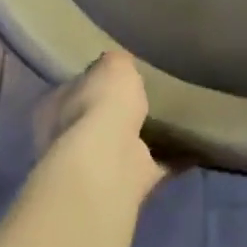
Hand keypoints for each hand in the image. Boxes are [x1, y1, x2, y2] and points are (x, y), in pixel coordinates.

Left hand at [34, 52, 169, 196]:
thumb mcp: (113, 65)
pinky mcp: (126, 182)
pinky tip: (193, 147)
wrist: (109, 159)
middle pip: (96, 121)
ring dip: (144, 139)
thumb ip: (117, 63)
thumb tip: (121, 65)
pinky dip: (173, 159)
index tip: (120, 79)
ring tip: (176, 122)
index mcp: (53, 107)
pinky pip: (154, 166)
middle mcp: (66, 140)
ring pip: (123, 146)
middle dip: (119, 114)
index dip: (95, 83)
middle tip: (151, 99)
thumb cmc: (100, 105)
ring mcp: (96, 165)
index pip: (74, 89)